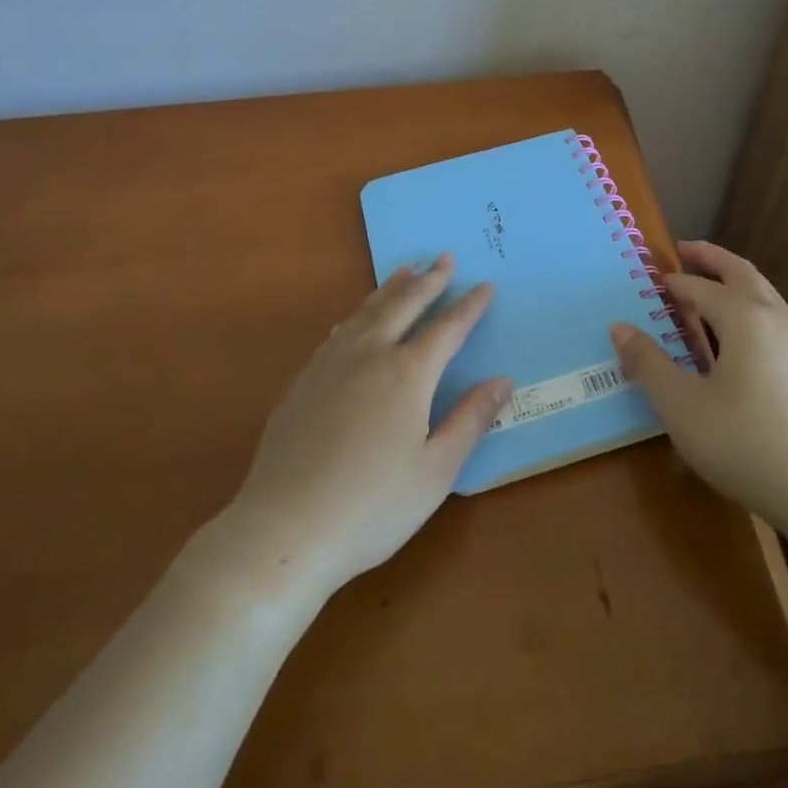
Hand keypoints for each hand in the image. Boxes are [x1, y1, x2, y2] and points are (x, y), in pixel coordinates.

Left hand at [226, 255, 511, 598]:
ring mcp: (331, 363)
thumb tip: (503, 381)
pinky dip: (357, 314)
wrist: (284, 528)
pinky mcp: (304, 379)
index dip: (469, 306)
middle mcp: (370, 354)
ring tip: (407, 270)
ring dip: (391, 288)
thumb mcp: (436, 470)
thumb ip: (471, 419)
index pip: (447, 328)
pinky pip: (338, 331)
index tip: (485, 285)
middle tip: (445, 258)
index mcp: (408, 374)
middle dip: (430, 281)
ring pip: (368, 310)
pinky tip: (355, 317)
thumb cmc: (372, 506)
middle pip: (405, 305)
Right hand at [609, 240, 787, 533]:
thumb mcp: (682, 407)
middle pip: (741, 272)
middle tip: (685, 249)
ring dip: (735, 280)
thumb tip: (619, 327)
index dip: (672, 283)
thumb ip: (648, 364)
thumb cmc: (747, 444)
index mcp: (743, 318)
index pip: (699, 287)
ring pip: (764, 294)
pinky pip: (775, 319)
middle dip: (712, 258)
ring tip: (711, 286)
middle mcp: (774, 319)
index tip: (650, 280)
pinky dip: (751, 307)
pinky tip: (741, 338)